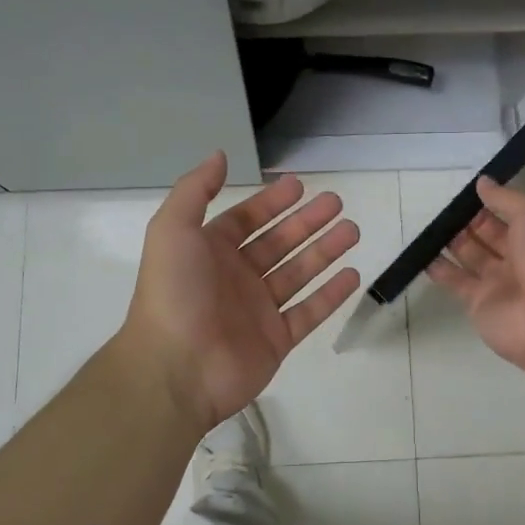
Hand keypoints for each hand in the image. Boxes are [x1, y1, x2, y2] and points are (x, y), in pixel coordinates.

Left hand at [121, 153, 361, 433]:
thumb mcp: (172, 229)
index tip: (299, 185)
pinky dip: (331, 295)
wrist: (176, 368)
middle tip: (336, 202)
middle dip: (307, 222)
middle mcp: (235, 278)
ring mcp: (257, 311)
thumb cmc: (174, 293)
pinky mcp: (276, 341)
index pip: (245, 219)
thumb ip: (195, 190)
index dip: (271, 202)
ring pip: (299, 273)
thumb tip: (219, 155)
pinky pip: (309, 312)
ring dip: (325, 251)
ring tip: (352, 230)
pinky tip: (352, 274)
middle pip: (278, 242)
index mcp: (209, 252)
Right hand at [427, 177, 524, 374]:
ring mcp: (501, 282)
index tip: (467, 191)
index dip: (491, 202)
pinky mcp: (479, 303)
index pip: (513, 214)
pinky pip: (456, 281)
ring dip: (452, 241)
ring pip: (472, 257)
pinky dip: (440, 269)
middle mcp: (523, 258)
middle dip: (469, 220)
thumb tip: (483, 182)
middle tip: (443, 206)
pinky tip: (422, 253)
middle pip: (490, 234)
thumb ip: (506, 198)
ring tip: (429, 225)